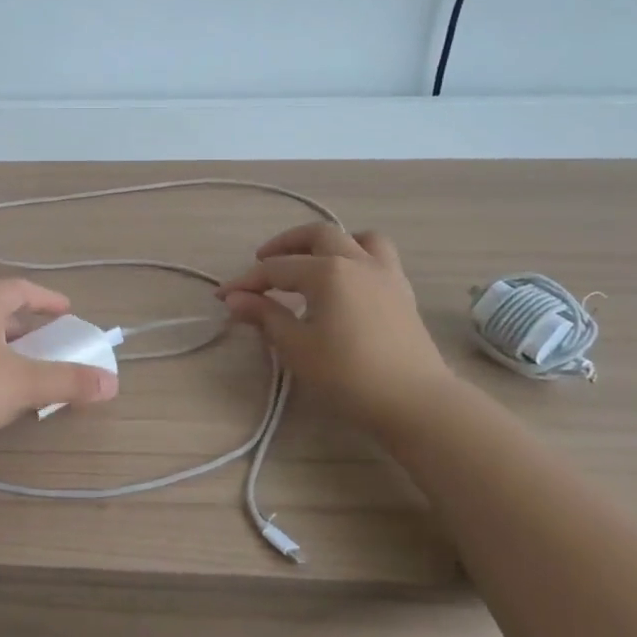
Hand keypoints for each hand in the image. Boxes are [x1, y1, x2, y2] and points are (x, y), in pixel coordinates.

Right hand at [218, 223, 456, 434]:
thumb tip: (235, 299)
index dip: (246, 282)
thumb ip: (266, 316)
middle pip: (317, 235)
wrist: (414, 401)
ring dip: (329, 243)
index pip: (276, 269)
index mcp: (327, 271)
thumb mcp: (297, 347)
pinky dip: (357, 257)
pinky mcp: (403, 292)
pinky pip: (379, 257)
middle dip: (285, 244)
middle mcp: (357, 261)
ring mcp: (385, 273)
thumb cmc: (348, 375)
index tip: (223, 296)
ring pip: (357, 238)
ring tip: (312, 261)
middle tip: (263, 262)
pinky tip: (346, 282)